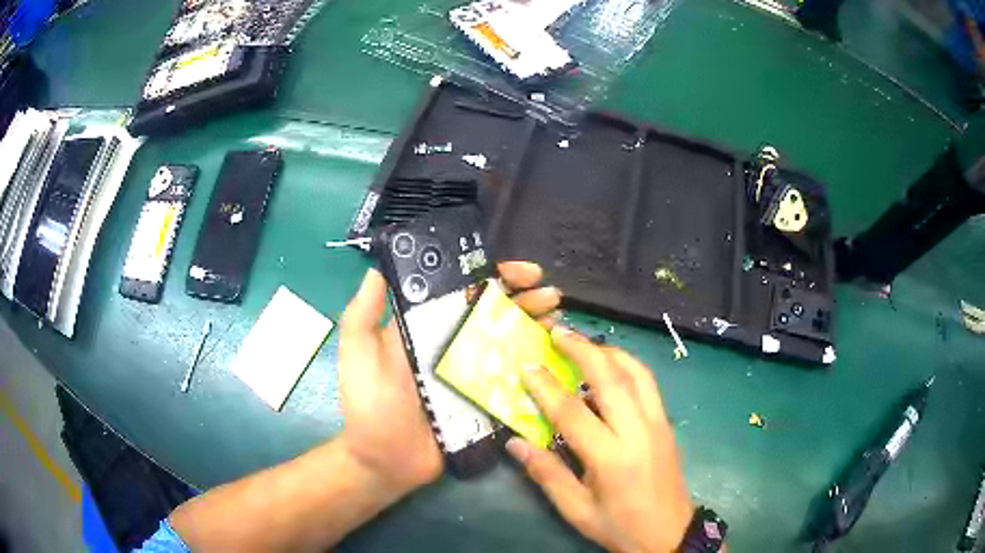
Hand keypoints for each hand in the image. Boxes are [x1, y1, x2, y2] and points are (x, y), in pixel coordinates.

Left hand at [338, 262, 560, 499]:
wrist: (384, 461)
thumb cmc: (369, 405)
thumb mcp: (359, 354)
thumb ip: (363, 314)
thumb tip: (377, 268)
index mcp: (427, 328)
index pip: (465, 292)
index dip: (496, 277)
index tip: (525, 273)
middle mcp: (453, 347)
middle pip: (495, 315)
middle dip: (526, 301)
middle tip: (552, 297)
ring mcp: (472, 377)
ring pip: (510, 345)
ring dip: (536, 329)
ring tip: (556, 322)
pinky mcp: (485, 404)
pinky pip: (514, 383)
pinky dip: (535, 371)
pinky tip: (553, 362)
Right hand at [506, 329, 693, 552]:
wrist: (669, 533)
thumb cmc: (619, 525)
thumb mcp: (576, 509)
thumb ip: (546, 473)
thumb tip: (515, 443)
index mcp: (611, 458)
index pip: (573, 412)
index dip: (546, 387)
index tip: (526, 366)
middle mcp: (638, 431)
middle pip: (611, 378)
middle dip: (582, 349)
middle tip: (557, 332)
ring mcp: (658, 423)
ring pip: (636, 372)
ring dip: (608, 351)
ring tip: (583, 343)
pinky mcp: (667, 423)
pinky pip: (648, 383)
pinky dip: (628, 366)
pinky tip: (612, 367)